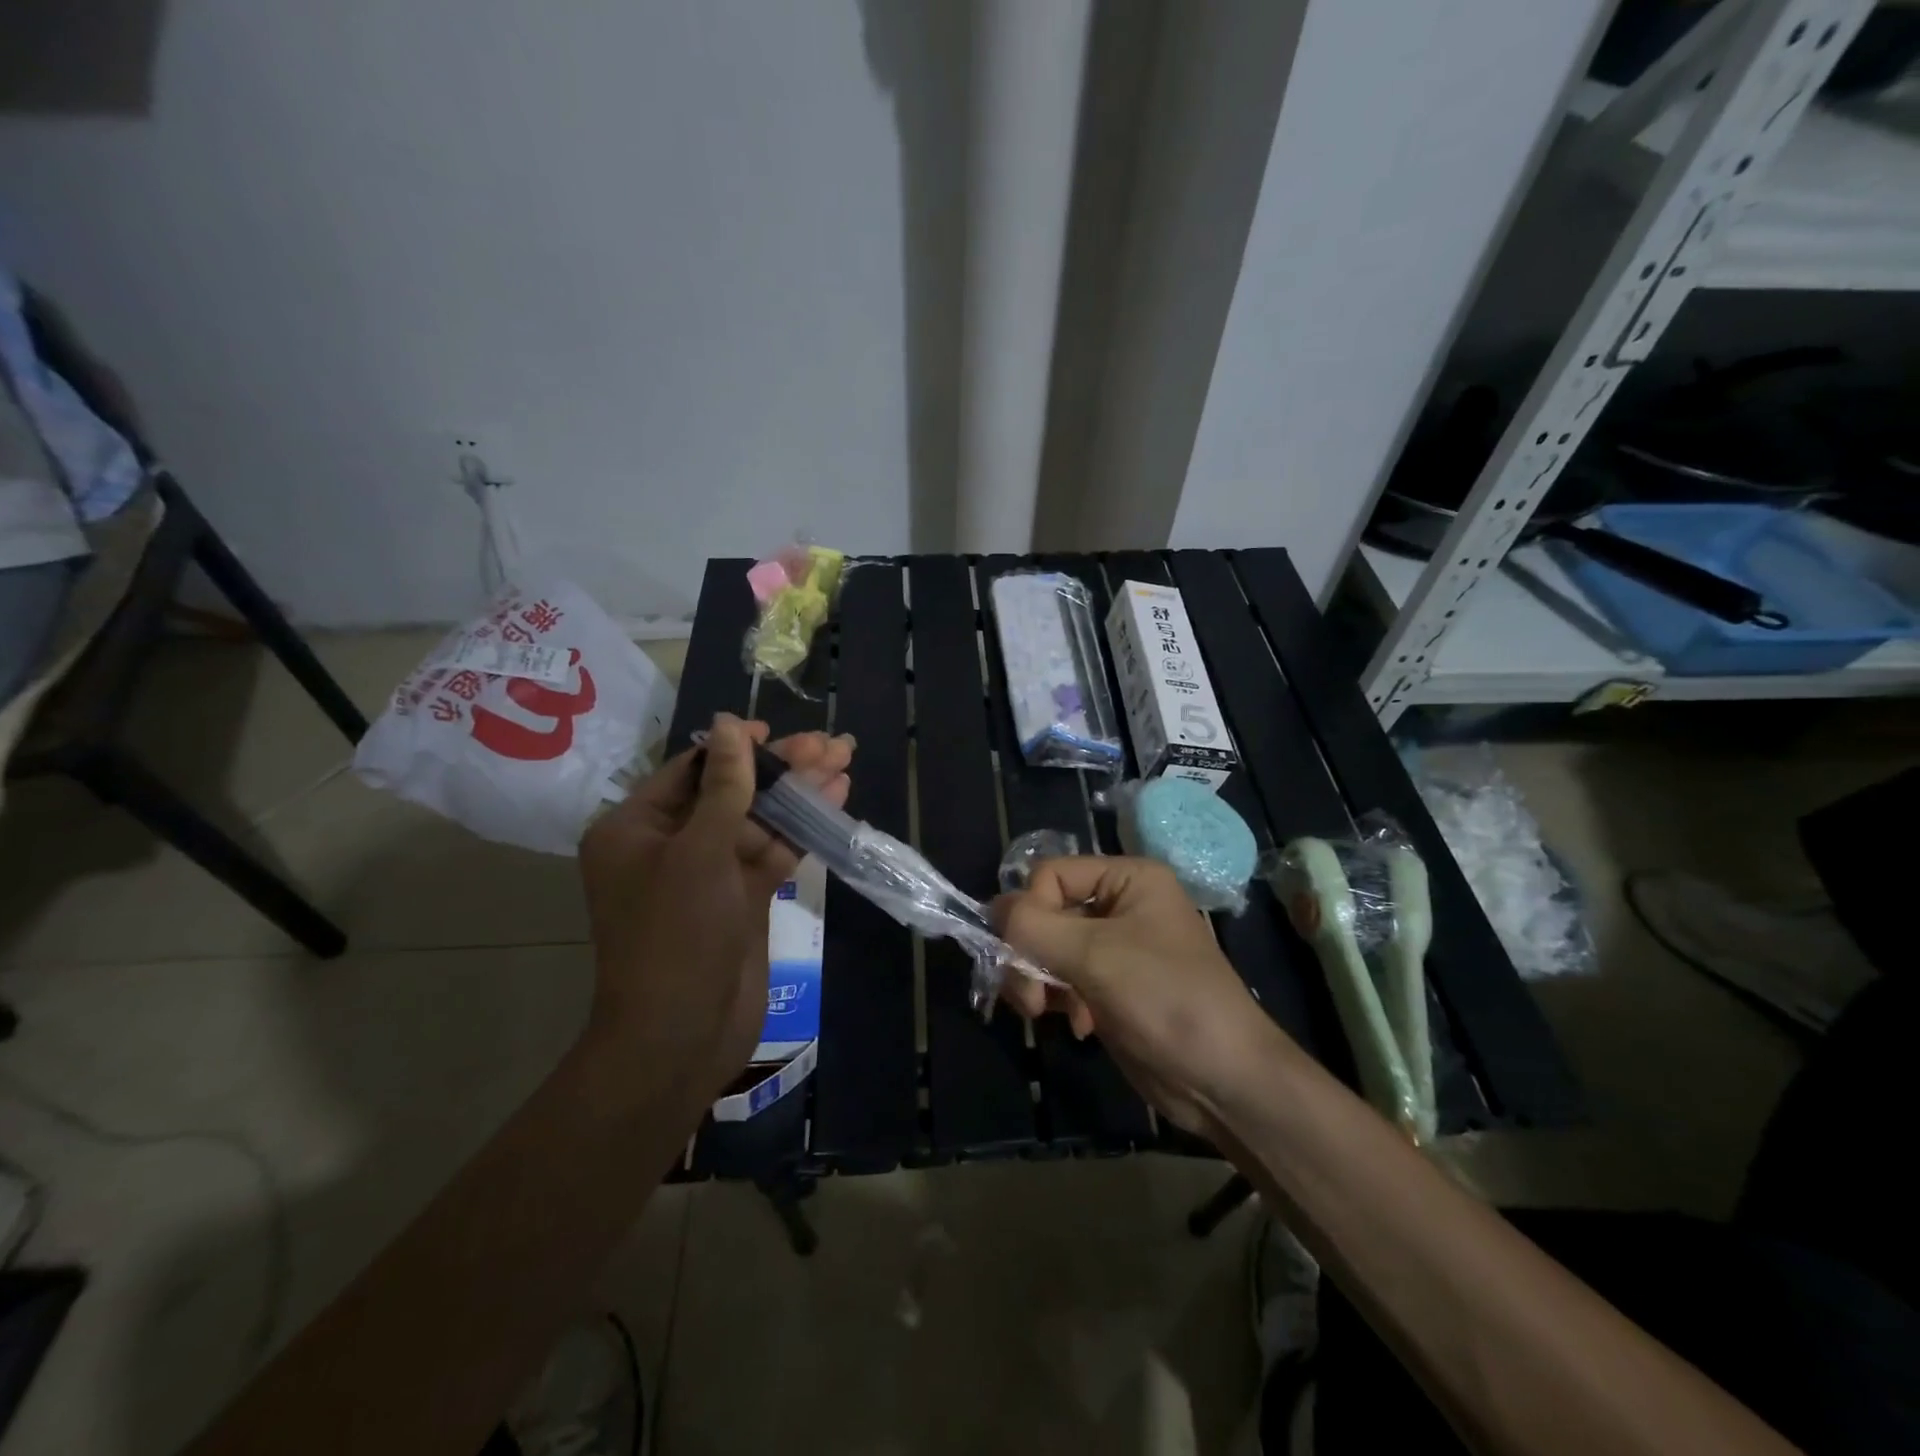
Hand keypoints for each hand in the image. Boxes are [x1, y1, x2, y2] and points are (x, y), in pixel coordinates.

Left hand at [579, 713, 852, 1111]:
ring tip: (844, 759)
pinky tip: (834, 801)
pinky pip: (771, 853)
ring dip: (799, 795)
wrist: (682, 1035)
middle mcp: (668, 846)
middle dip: (781, 769)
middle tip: (830, 743)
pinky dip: (800, 830)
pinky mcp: (740, 900)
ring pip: (758, 822)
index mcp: (635, 829)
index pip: (691, 771)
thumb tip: (730, 724)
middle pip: (731, 792)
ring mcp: (708, 875)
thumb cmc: (677, 934)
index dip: (736, 747)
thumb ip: (724, 787)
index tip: (776, 731)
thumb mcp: (699, 851)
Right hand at [992, 857, 1293, 1137]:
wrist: (1224, 1082)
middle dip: (1029, 955)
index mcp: (1128, 879)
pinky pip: (1063, 978)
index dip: (1030, 911)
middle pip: (1046, 913)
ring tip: (1045, 1013)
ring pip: (1048, 949)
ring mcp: (1115, 949)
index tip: (1021, 954)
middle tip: (1028, 998)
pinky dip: (1058, 999)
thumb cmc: (1166, 1000)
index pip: (1051, 874)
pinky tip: (1077, 1026)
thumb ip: (1034, 927)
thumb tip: (991, 909)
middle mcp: (1120, 905)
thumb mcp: (1095, 956)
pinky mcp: (1110, 987)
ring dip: (1038, 981)